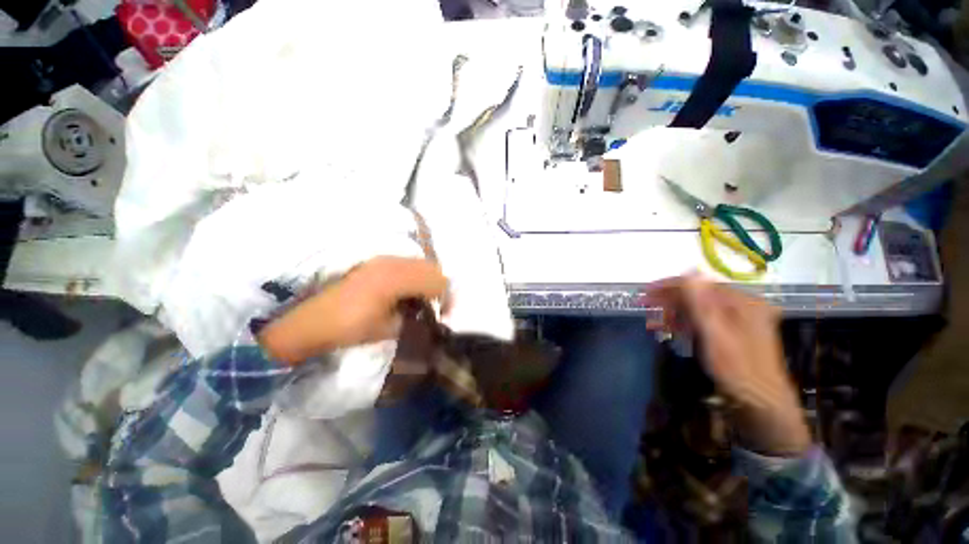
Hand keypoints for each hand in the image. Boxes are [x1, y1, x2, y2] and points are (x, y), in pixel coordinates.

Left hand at [258, 257, 447, 364]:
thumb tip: (430, 313)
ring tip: (420, 300)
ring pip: (419, 263)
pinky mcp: (375, 261)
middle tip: (433, 306)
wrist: (311, 321)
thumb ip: (416, 317)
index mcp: (397, 278)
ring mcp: (382, 259)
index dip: (445, 297)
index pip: (437, 280)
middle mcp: (392, 262)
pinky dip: (413, 276)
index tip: (443, 314)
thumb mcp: (389, 328)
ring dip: (426, 280)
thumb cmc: (350, 327)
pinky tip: (405, 292)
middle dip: (439, 287)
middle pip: (432, 267)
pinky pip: (405, 263)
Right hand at [646, 275, 811, 455]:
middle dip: (669, 300)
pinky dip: (685, 324)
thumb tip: (691, 270)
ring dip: (674, 313)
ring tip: (653, 321)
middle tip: (643, 306)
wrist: (760, 404)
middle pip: (698, 296)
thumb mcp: (715, 333)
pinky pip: (704, 321)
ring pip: (699, 309)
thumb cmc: (737, 368)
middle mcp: (742, 306)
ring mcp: (738, 320)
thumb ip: (701, 302)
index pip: (699, 284)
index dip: (669, 286)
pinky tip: (670, 329)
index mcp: (742, 302)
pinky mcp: (732, 333)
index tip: (645, 292)